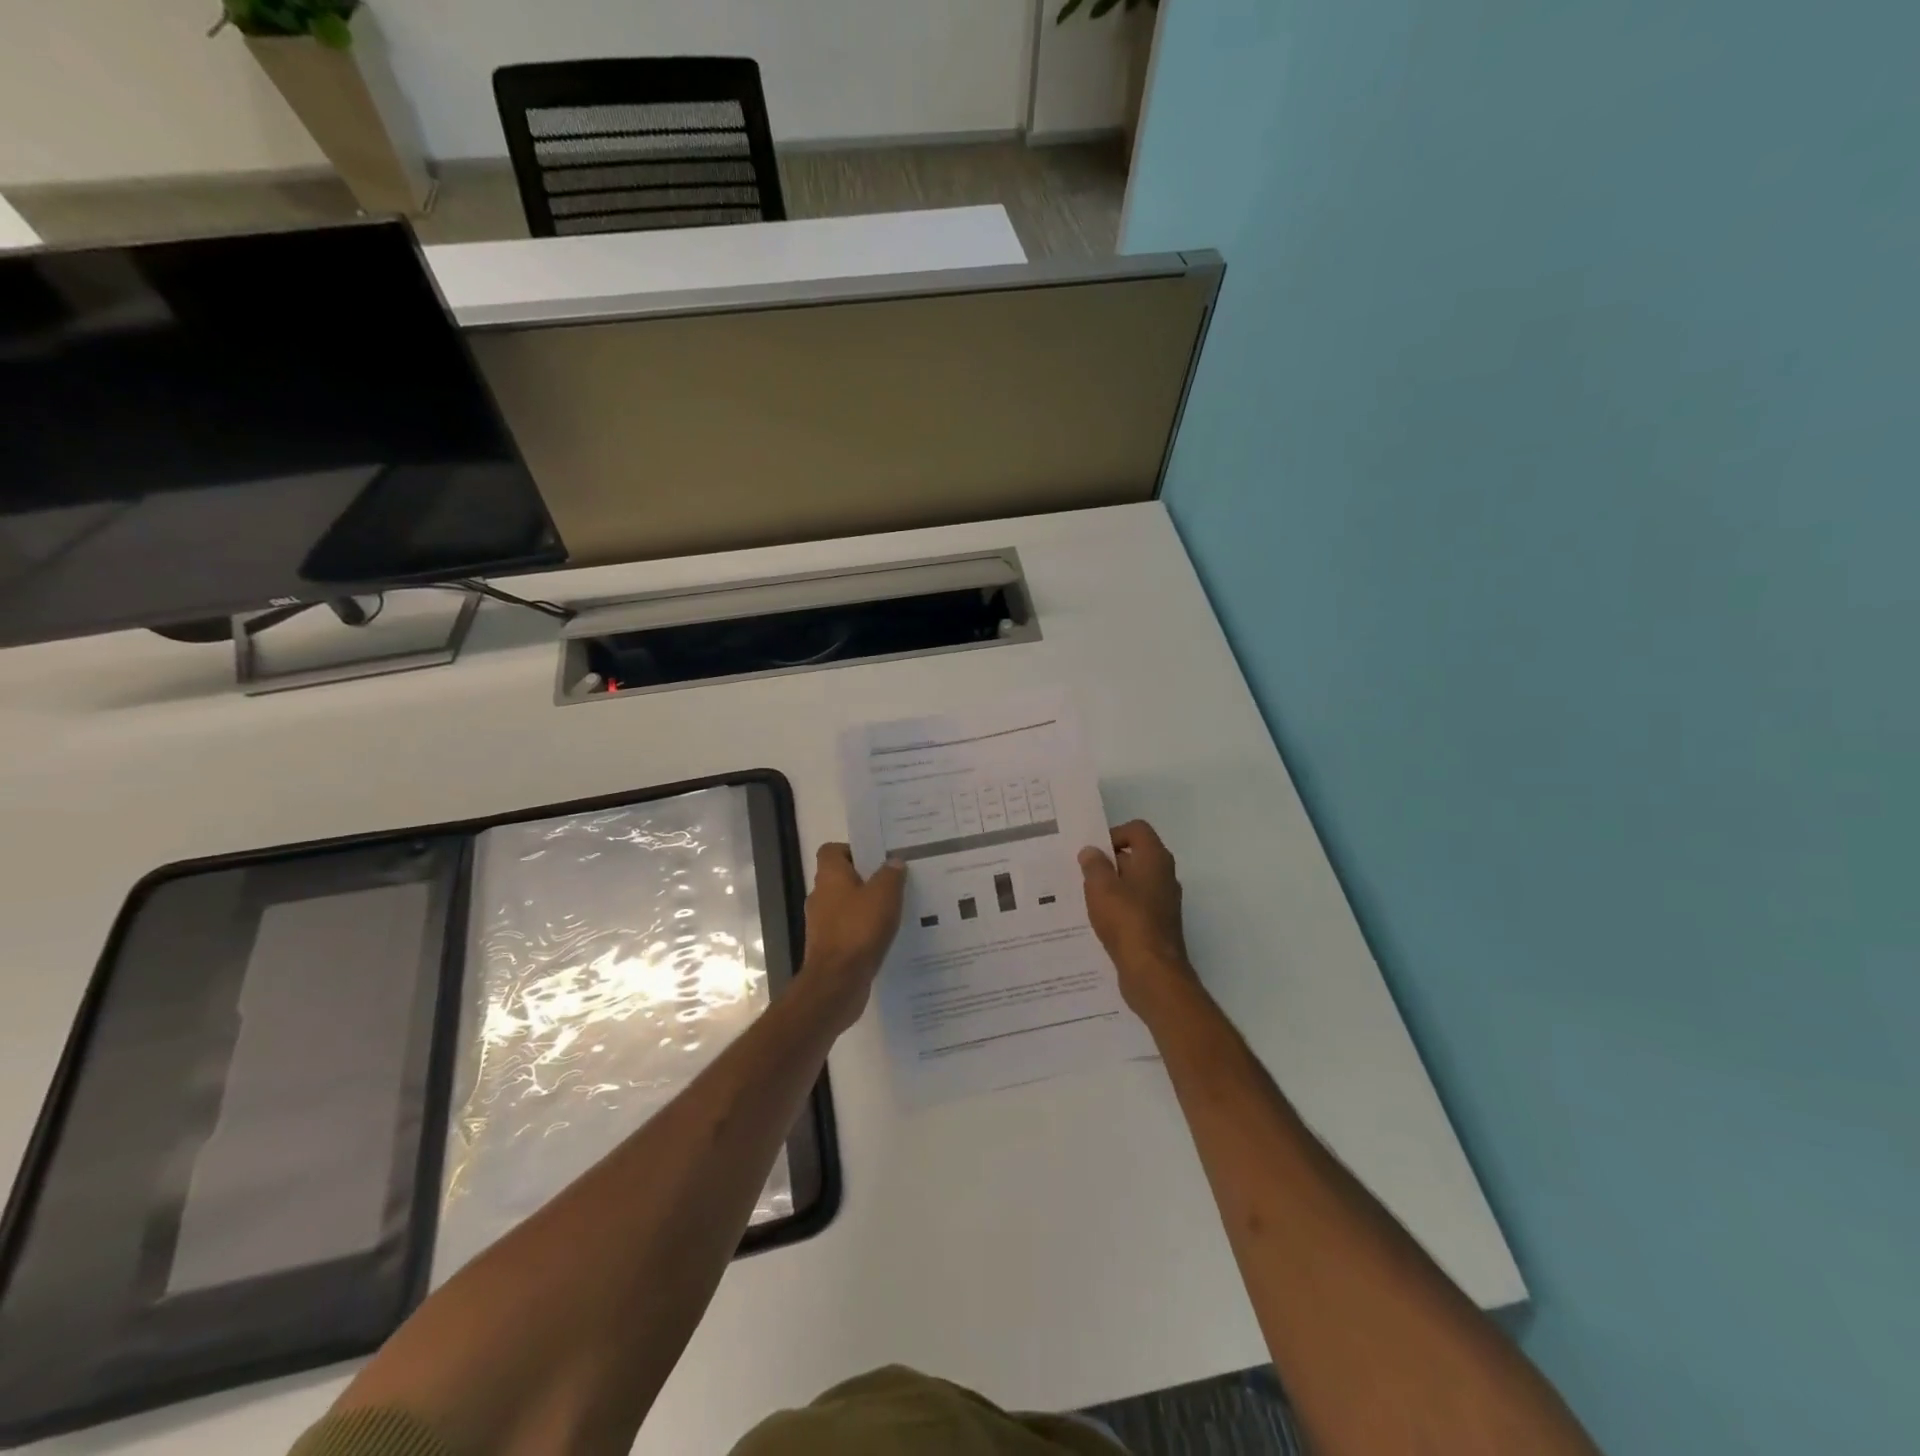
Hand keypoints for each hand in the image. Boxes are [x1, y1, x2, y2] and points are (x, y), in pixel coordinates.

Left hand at [800, 844, 904, 1030]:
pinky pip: (850, 931)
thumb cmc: (858, 930)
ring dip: (867, 907)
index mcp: (829, 877)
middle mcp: (821, 897)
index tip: (877, 857)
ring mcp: (823, 925)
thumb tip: (894, 861)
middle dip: (867, 879)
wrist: (837, 983)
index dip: (852, 850)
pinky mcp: (830, 949)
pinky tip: (887, 936)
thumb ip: (891, 875)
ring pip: (847, 906)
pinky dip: (865, 931)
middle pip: (842, 878)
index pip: (832, 851)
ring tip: (897, 909)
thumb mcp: (884, 895)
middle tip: (895, 881)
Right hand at [1079, 820, 1199, 1017]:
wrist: (1152, 972)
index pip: (1137, 830)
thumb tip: (1091, 851)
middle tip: (1082, 874)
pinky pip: (1136, 906)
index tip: (1093, 853)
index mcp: (1154, 859)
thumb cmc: (1126, 920)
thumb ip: (1094, 865)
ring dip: (1112, 887)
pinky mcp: (1159, 925)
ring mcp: (1164, 902)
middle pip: (1135, 856)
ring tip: (1086, 898)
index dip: (1113, 834)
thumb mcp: (1100, 886)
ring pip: (1134, 883)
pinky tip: (1099, 921)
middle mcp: (1164, 876)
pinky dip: (1119, 908)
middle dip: (1108, 862)